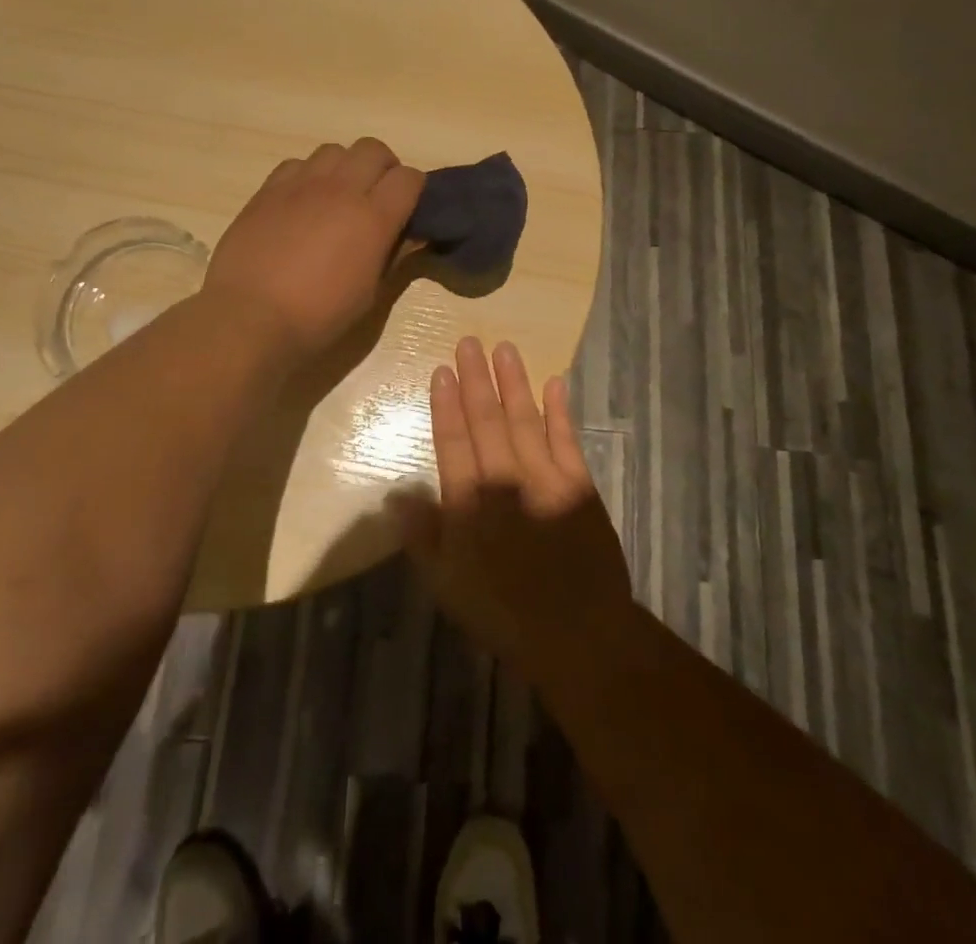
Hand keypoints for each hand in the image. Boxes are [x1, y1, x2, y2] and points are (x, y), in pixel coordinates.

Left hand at [202, 138, 424, 363]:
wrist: (250, 317)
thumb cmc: (318, 316)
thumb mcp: (369, 295)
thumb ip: (392, 256)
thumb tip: (411, 236)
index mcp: (373, 218)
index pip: (409, 178)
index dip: (413, 190)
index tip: (407, 209)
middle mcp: (340, 189)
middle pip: (373, 149)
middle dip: (383, 168)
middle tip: (375, 198)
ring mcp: (301, 185)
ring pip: (334, 150)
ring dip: (345, 168)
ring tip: (337, 197)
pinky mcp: (268, 189)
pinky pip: (297, 164)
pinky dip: (308, 175)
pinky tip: (302, 203)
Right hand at [393, 337, 634, 692]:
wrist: (578, 634)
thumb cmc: (502, 612)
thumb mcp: (447, 584)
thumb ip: (422, 535)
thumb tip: (396, 493)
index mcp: (470, 502)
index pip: (453, 442)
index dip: (446, 405)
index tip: (442, 371)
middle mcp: (505, 480)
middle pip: (487, 420)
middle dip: (476, 379)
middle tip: (469, 342)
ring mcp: (546, 478)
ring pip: (525, 419)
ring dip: (513, 383)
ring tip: (504, 349)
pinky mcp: (579, 485)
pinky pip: (567, 439)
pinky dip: (560, 410)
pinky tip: (554, 383)